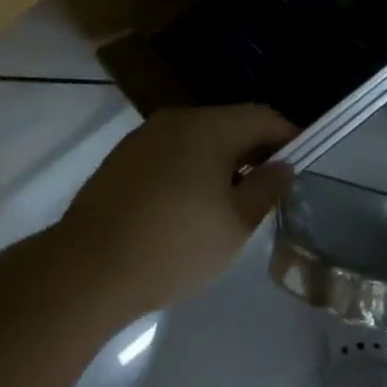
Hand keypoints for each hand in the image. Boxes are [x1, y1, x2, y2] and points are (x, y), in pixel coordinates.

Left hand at [57, 105, 295, 324]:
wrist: (86, 270)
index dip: (287, 136)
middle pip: (229, 123)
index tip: (300, 162)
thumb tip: (283, 165)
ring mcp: (145, 137)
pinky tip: (186, 206)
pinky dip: (189, 168)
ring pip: (197, 138)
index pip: (262, 117)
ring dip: (220, 160)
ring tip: (227, 200)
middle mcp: (178, 120)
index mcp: (211, 127)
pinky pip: (170, 153)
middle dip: (253, 150)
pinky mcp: (122, 159)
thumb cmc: (174, 245)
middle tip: (266, 186)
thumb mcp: (235, 226)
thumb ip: (265, 189)